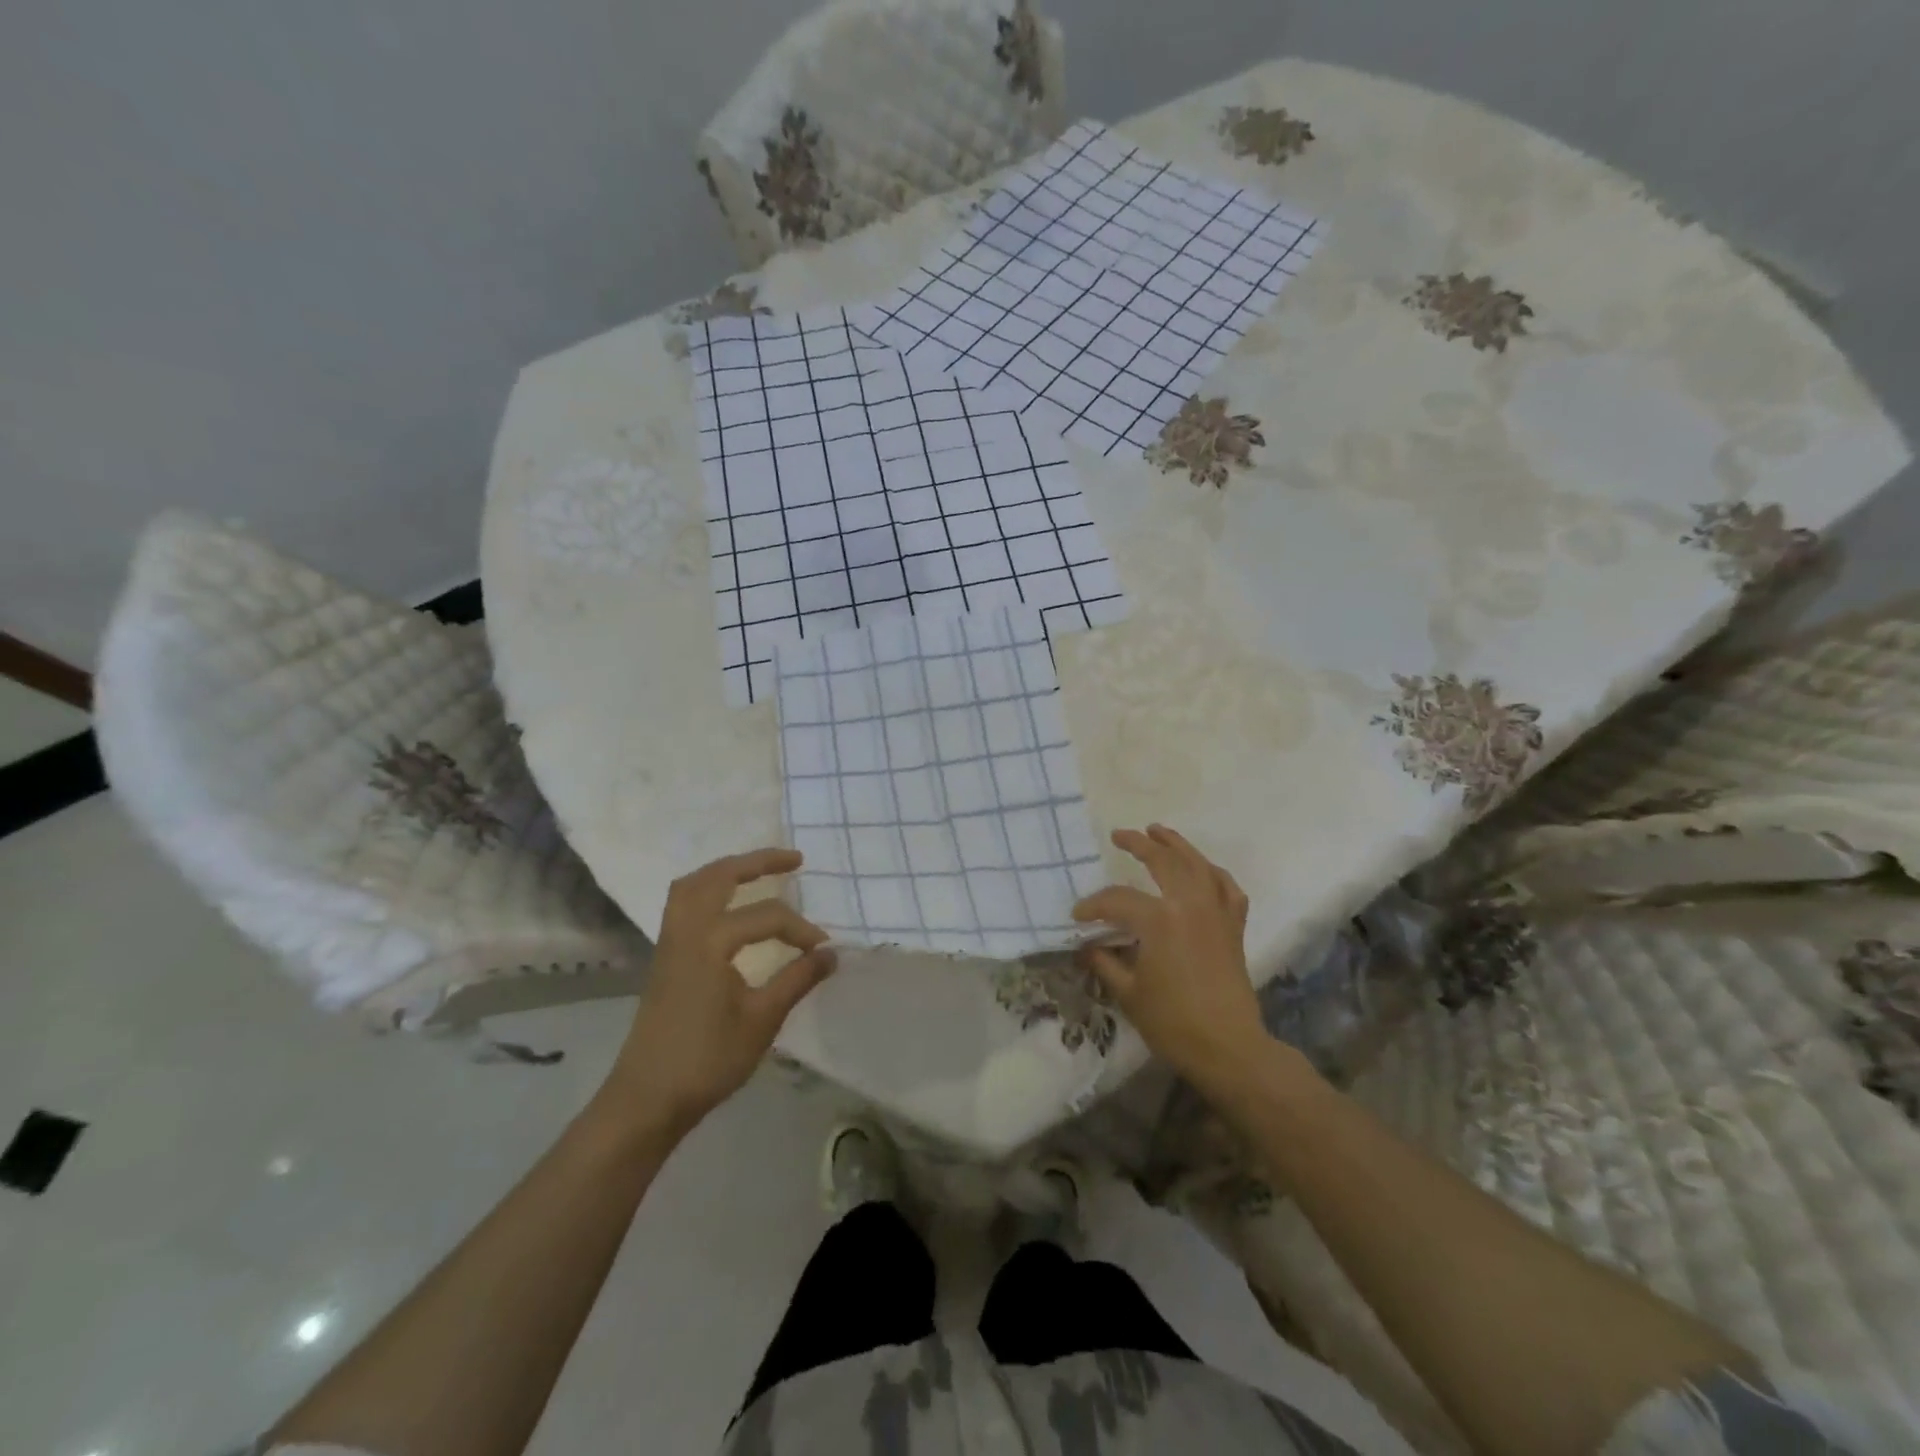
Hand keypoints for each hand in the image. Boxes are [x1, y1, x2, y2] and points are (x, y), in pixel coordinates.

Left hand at [604, 849, 834, 1135]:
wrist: (647, 1099)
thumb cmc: (707, 1060)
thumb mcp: (762, 1020)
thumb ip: (797, 979)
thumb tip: (831, 953)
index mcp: (710, 942)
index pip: (766, 917)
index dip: (800, 929)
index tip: (824, 949)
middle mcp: (686, 930)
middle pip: (719, 876)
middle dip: (757, 862)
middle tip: (794, 860)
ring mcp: (669, 942)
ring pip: (693, 885)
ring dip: (727, 871)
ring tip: (758, 871)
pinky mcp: (664, 957)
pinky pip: (683, 904)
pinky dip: (708, 890)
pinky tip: (729, 906)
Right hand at [1073, 824, 1269, 1094]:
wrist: (1228, 1048)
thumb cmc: (1173, 1022)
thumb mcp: (1128, 992)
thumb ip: (1104, 962)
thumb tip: (1086, 946)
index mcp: (1159, 919)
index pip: (1117, 900)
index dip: (1093, 906)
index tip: (1078, 917)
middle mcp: (1189, 904)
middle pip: (1163, 861)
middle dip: (1138, 844)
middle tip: (1120, 835)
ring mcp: (1216, 912)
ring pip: (1198, 865)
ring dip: (1177, 845)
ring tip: (1159, 832)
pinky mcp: (1234, 927)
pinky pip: (1227, 888)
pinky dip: (1214, 874)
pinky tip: (1204, 870)